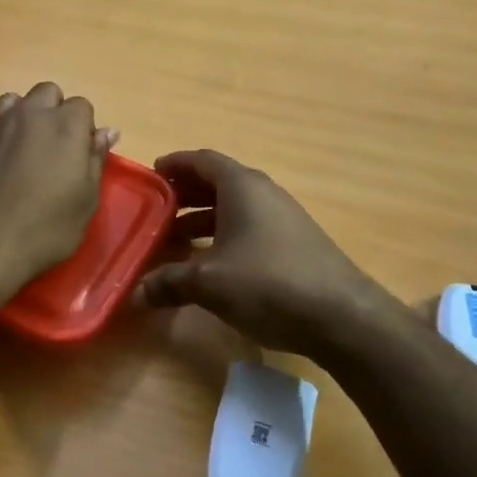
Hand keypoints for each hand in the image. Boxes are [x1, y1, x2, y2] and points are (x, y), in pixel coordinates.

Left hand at [0, 82, 116, 297]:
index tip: (81, 156)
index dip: (84, 129)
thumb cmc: (44, 229)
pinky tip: (4, 163)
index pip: (82, 106)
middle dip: (56, 112)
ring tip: (28, 150)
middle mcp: (31, 114)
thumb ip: (95, 160)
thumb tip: (107, 132)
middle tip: (57, 150)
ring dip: (27, 115)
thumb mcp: (85, 201)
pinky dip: (4, 132)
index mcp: (65, 125)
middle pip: (48, 93)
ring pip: (17, 100)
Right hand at [131, 150, 403, 358]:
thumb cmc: (268, 283)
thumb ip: (170, 282)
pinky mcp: (293, 243)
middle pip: (217, 182)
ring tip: (175, 240)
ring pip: (234, 208)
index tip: (151, 175)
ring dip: (203, 219)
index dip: (175, 164)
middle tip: (156, 211)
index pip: (202, 160)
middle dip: (185, 194)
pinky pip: (249, 227)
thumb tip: (135, 293)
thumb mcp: (210, 283)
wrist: (341, 316)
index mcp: (242, 186)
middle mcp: (263, 193)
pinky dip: (224, 236)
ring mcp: (282, 217)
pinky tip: (211, 264)